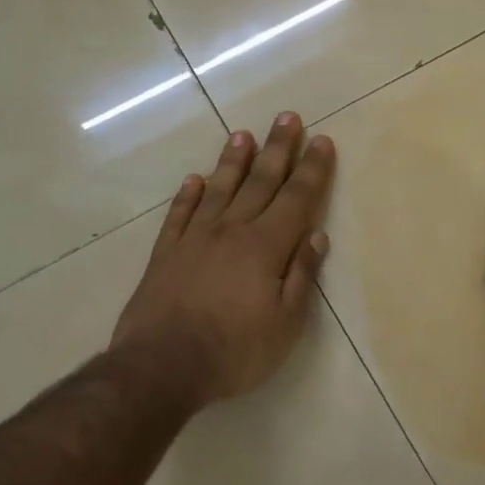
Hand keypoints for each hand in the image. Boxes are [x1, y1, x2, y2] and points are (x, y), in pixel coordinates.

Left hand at [111, 114, 335, 405]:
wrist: (162, 366)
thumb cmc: (235, 351)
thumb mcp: (285, 324)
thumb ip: (301, 276)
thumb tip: (316, 237)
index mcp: (266, 247)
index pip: (296, 199)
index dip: (312, 170)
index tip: (322, 141)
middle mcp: (231, 231)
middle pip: (260, 182)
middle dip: (278, 149)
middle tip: (287, 117)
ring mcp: (194, 239)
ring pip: (219, 189)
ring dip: (233, 160)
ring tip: (243, 134)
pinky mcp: (165, 253)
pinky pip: (180, 214)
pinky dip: (189, 194)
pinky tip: (195, 179)